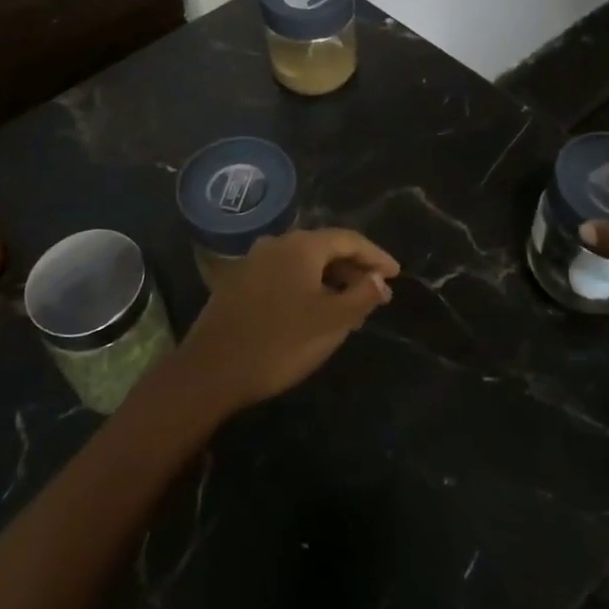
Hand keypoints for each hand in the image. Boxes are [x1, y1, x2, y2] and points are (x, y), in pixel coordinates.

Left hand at [177, 228, 400, 412]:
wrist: (212, 369)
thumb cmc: (280, 342)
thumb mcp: (331, 322)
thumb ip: (361, 296)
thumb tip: (379, 280)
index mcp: (301, 246)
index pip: (349, 239)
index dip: (376, 256)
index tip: (396, 274)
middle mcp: (277, 243)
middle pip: (325, 248)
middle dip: (354, 269)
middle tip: (377, 294)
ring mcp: (254, 261)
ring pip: (303, 263)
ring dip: (330, 280)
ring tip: (351, 308)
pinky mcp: (239, 281)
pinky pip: (284, 275)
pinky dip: (307, 287)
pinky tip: (314, 312)